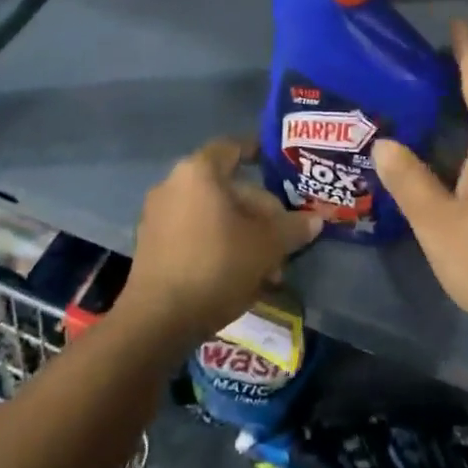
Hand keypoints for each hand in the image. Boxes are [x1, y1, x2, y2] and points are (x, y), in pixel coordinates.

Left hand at [119, 137, 321, 343]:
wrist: (157, 320)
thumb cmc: (216, 265)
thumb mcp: (266, 246)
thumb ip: (292, 228)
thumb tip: (315, 219)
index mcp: (199, 172)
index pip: (234, 148)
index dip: (258, 152)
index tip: (279, 165)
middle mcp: (173, 184)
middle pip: (227, 188)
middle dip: (259, 214)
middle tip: (284, 241)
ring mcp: (158, 215)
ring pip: (213, 216)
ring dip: (242, 235)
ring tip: (269, 269)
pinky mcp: (152, 246)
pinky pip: (194, 235)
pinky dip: (218, 247)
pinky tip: (240, 278)